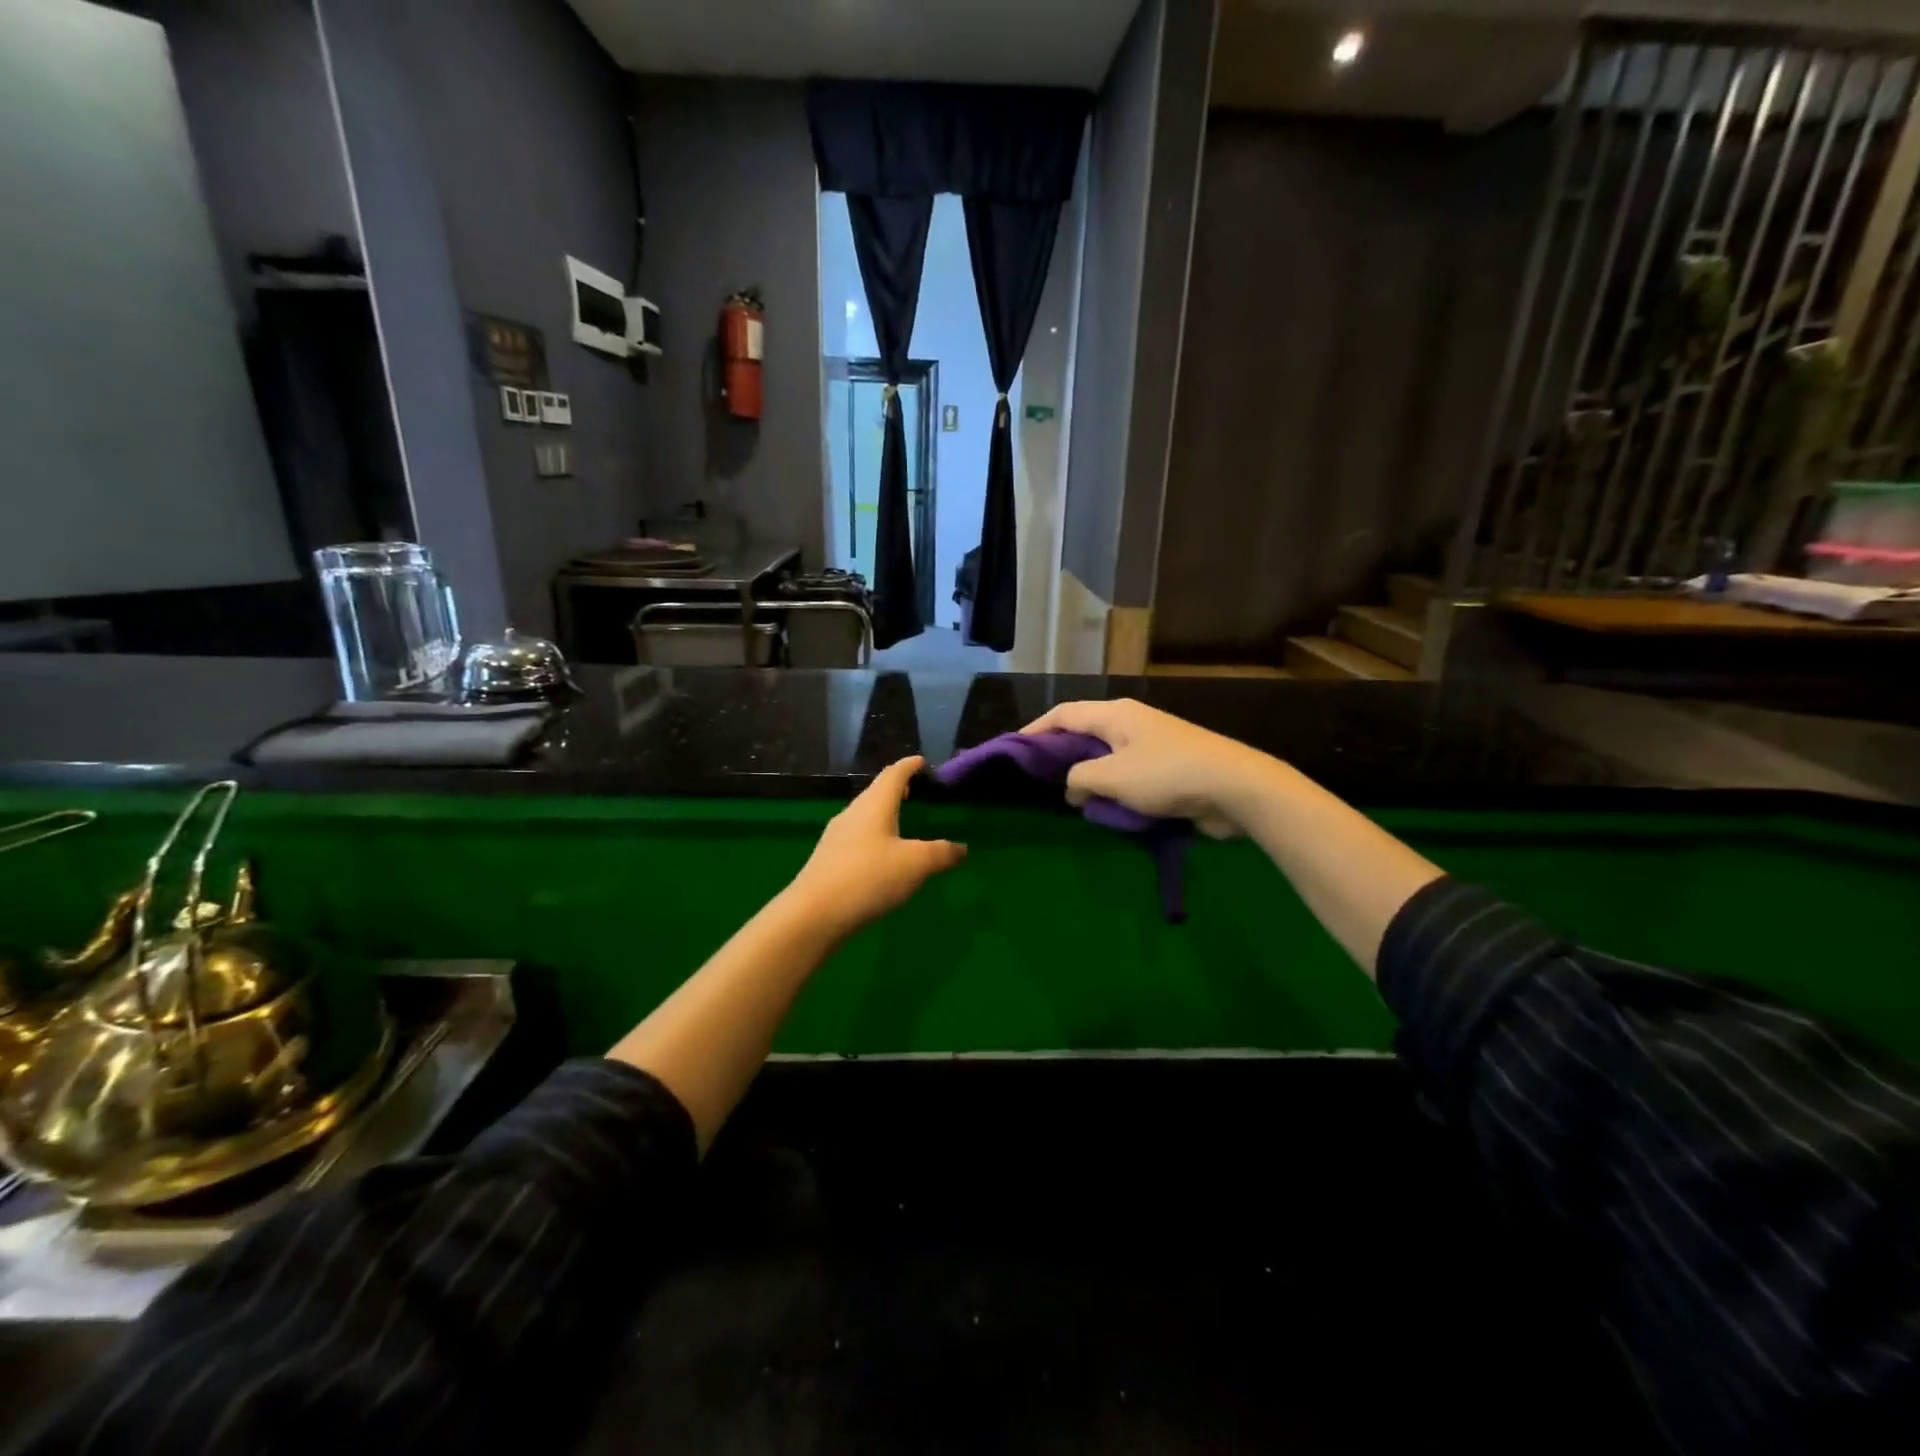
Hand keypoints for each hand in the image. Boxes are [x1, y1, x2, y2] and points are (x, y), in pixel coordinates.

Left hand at [787, 757, 965, 937]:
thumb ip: (942, 853)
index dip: (910, 766)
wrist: (813, 915)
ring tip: (902, 823)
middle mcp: (853, 814)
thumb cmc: (868, 878)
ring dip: (883, 814)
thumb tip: (962, 848)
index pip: (894, 774)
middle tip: (916, 791)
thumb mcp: (916, 864)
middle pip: (876, 793)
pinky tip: (882, 856)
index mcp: (874, 805)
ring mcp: (836, 837)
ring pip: (864, 816)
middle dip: (896, 789)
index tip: (922, 762)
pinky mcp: (828, 860)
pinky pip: (856, 838)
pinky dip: (874, 837)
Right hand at [1021, 699, 1275, 839]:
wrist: (1236, 787)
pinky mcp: (1168, 766)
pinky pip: (1128, 773)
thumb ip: (1079, 780)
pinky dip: (1113, 788)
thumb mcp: (1111, 778)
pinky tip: (1107, 808)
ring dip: (1089, 776)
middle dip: (1061, 755)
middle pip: (1084, 733)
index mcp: (1114, 714)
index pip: (1063, 714)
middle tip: (1040, 779)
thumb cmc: (1167, 775)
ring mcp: (1152, 743)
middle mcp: (1131, 721)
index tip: (1014, 750)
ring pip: (1107, 756)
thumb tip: (1073, 789)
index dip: (1035, 730)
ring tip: (1070, 798)